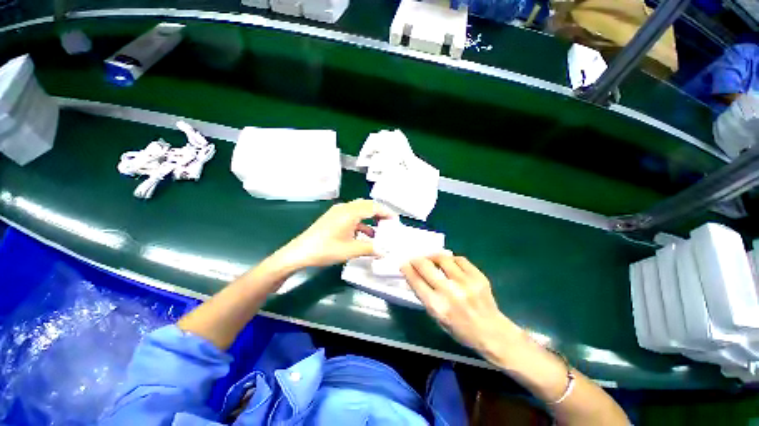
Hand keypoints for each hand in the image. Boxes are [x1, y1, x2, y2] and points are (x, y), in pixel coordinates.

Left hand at [274, 199, 394, 269]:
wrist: (300, 252)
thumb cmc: (326, 249)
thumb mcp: (351, 250)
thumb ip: (371, 249)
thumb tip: (385, 251)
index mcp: (350, 212)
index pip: (373, 207)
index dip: (386, 212)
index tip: (395, 221)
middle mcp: (345, 208)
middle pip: (367, 205)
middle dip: (379, 213)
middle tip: (389, 224)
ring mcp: (338, 212)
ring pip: (360, 210)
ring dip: (370, 218)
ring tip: (380, 229)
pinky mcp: (333, 218)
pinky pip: (352, 216)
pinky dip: (361, 223)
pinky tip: (365, 234)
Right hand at [401, 254, 521, 357]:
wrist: (492, 332)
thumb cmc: (460, 329)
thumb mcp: (437, 317)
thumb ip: (426, 296)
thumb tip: (415, 276)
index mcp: (437, 306)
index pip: (416, 281)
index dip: (407, 270)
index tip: (404, 264)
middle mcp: (449, 292)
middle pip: (426, 266)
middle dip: (417, 260)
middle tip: (415, 259)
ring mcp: (465, 282)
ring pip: (443, 258)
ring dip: (433, 256)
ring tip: (431, 258)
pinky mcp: (478, 276)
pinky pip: (459, 259)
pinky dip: (451, 259)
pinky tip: (450, 262)